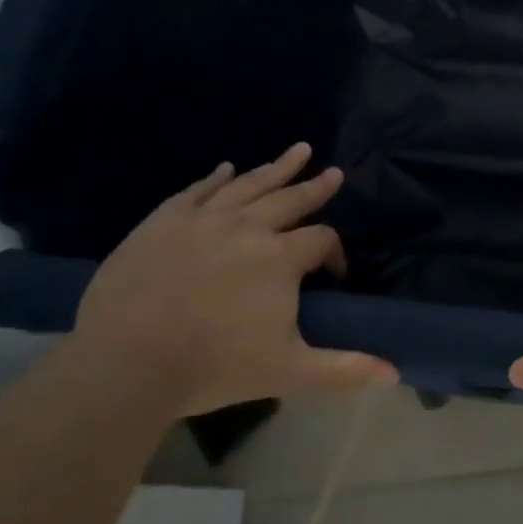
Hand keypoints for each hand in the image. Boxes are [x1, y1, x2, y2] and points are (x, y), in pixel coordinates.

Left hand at [73, 144, 396, 416]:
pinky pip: (196, 191)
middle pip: (291, 199)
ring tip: (299, 150)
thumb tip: (396, 373)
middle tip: (334, 172)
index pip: (321, 240)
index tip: (335, 273)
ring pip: (248, 185)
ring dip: (275, 167)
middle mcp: (247, 228)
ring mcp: (202, 220)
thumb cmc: (213, 366)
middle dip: (316, 188)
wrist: (125, 364)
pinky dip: (214, 178)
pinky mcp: (162, 223)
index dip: (335, 254)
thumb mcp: (289, 372)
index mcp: (280, 258)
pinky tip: (226, 168)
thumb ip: (344, 369)